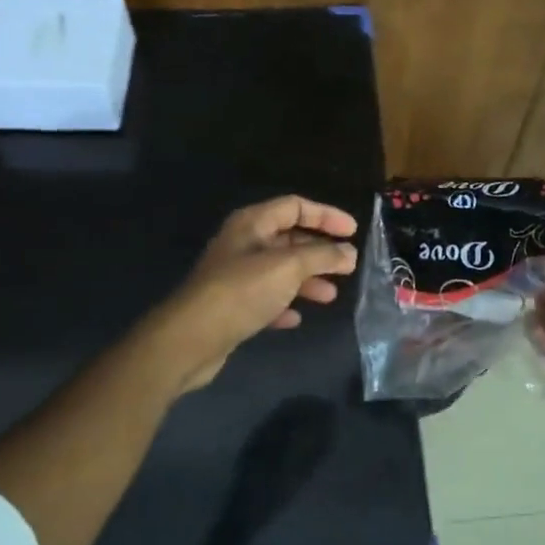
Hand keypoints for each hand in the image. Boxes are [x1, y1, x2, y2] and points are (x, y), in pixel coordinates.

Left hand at [149, 195, 359, 393]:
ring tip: (330, 296)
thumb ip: (322, 256)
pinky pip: (266, 298)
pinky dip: (284, 304)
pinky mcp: (232, 305)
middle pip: (289, 238)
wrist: (191, 338)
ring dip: (307, 280)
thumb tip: (349, 253)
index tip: (353, 232)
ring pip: (280, 270)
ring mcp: (235, 275)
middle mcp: (243, 244)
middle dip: (320, 252)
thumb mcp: (288, 267)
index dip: (326, 215)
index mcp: (252, 223)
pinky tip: (296, 318)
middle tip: (347, 267)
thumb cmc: (242, 291)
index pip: (295, 206)